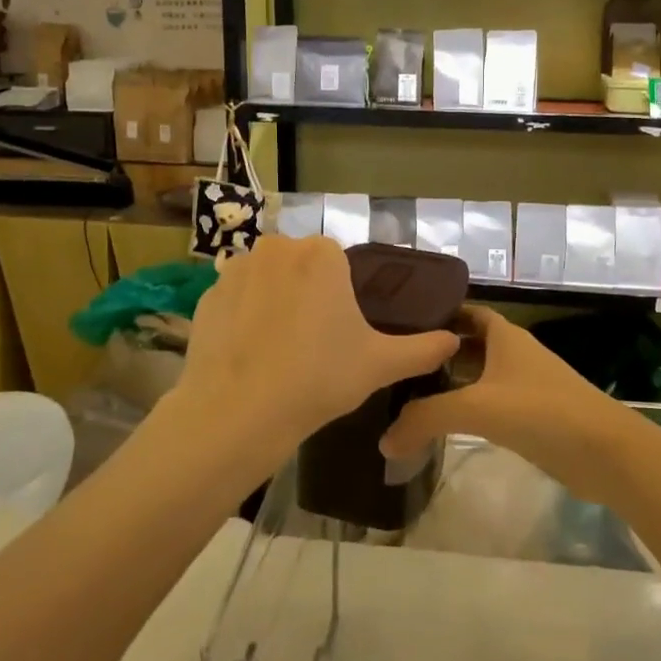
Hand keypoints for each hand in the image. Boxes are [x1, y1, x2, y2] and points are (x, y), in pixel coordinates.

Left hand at [173, 236, 459, 477]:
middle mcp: (277, 248)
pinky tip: (249, 353)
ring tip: (279, 350)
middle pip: (301, 266)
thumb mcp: (380, 364)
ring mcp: (236, 269)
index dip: (342, 295)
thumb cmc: (318, 378)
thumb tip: (454, 341)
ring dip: (274, 301)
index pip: (338, 262)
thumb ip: (423, 349)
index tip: (341, 330)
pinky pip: (235, 299)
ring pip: (267, 279)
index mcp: (321, 254)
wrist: (238, 412)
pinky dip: (243, 317)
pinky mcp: (206, 296)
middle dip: (308, 293)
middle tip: (314, 342)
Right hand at [382, 307, 643, 506]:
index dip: (438, 313)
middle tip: (396, 362)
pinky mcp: (532, 417)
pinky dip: (467, 409)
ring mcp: (525, 386)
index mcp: (504, 337)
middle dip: (437, 351)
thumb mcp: (476, 408)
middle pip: (469, 345)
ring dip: (451, 383)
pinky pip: (490, 405)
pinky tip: (443, 425)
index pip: (467, 313)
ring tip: (408, 393)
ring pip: (479, 376)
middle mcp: (514, 355)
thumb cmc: (540, 411)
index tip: (402, 321)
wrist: (605, 452)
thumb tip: (384, 441)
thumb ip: (425, 419)